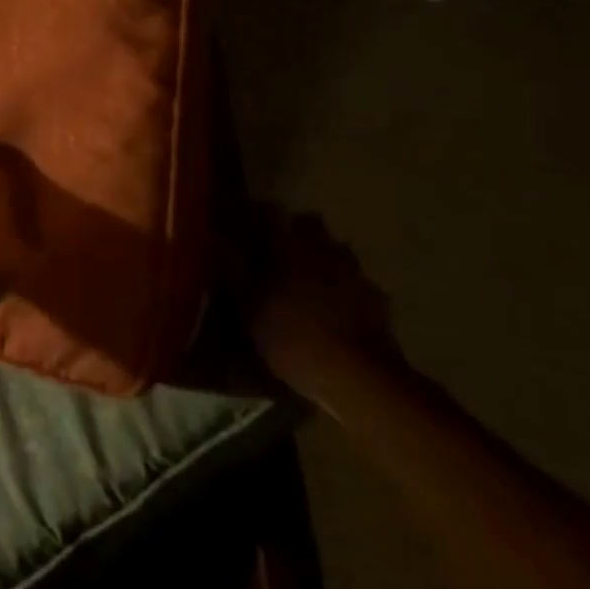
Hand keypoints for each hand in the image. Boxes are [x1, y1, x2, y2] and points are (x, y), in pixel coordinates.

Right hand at [250, 212, 398, 407]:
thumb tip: (212, 237)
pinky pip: (356, 284)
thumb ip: (232, 268)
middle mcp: (324, 250)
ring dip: (323, 259)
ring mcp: (355, 274)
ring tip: (308, 282)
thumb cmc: (291, 335)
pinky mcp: (377, 301)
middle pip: (310, 225)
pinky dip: (345, 290)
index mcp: (290, 245)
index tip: (245, 225)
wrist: (357, 377)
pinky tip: (336, 310)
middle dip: (295, 232)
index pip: (271, 211)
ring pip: (336, 252)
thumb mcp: (248, 305)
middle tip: (277, 253)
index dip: (256, 215)